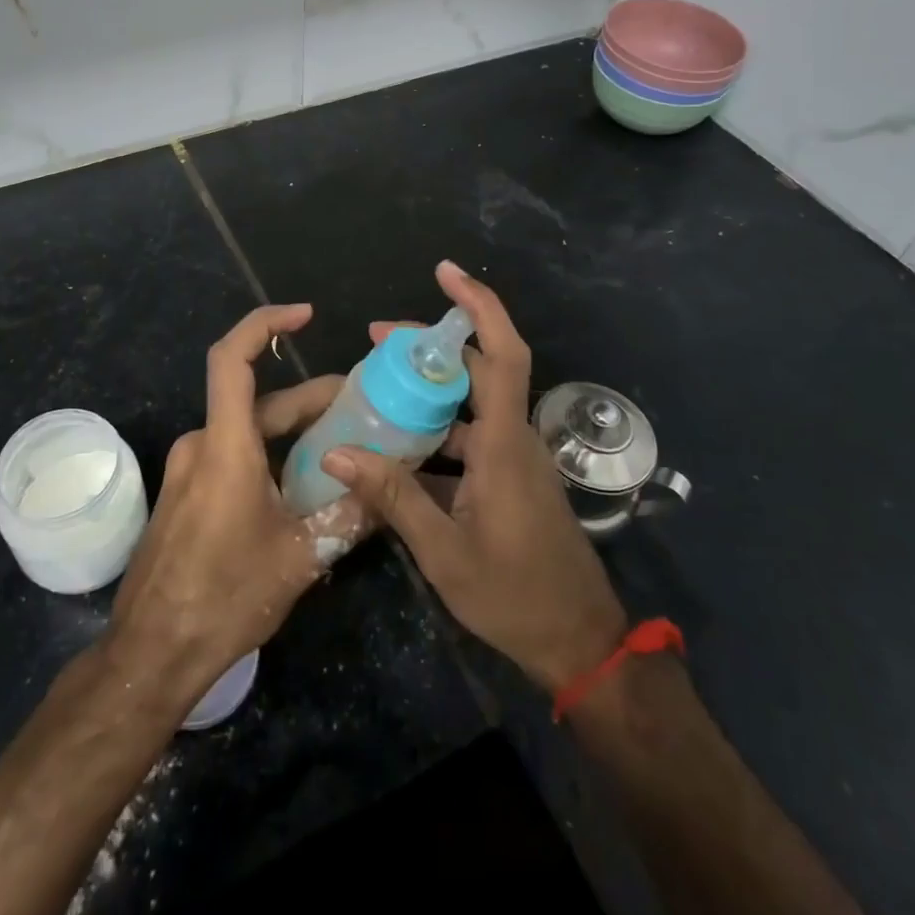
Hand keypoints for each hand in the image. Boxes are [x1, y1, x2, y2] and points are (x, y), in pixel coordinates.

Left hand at [103, 305, 363, 706]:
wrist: (151, 654)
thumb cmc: (223, 598)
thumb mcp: (299, 559)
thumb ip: (348, 516)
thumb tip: (390, 490)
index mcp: (225, 446)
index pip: (233, 360)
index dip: (265, 324)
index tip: (304, 315)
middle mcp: (202, 445)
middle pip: (258, 401)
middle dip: (310, 399)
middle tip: (361, 405)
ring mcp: (189, 470)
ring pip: (248, 431)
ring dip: (292, 431)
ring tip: (342, 446)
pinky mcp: (186, 494)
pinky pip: (232, 456)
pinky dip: (269, 455)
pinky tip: (303, 486)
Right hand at [323, 262, 627, 690]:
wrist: (577, 641)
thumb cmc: (514, 595)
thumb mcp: (444, 550)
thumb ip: (392, 497)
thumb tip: (338, 451)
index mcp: (505, 443)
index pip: (502, 353)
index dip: (479, 306)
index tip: (445, 273)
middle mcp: (514, 437)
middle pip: (478, 369)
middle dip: (431, 347)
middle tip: (378, 341)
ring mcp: (514, 458)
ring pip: (472, 403)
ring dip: (431, 390)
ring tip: (378, 389)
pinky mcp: (510, 478)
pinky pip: (472, 435)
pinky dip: (438, 429)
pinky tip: (399, 446)